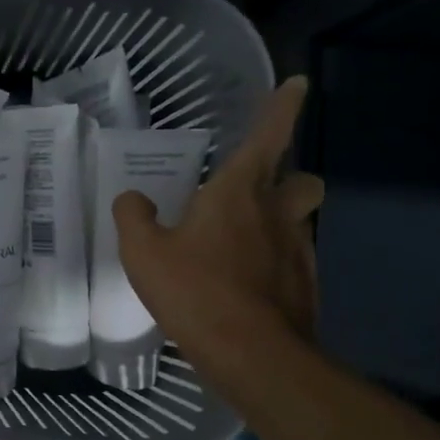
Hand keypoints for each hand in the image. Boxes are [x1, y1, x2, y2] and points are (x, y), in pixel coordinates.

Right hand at [113, 77, 323, 368]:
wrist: (252, 356)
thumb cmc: (194, 290)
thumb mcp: (142, 251)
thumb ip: (134, 216)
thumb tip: (134, 198)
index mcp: (237, 192)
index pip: (268, 136)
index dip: (283, 107)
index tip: (297, 83)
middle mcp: (276, 214)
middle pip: (304, 180)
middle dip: (290, 178)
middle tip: (256, 194)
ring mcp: (298, 251)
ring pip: (300, 222)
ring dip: (279, 224)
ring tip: (240, 246)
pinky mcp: (305, 287)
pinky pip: (293, 261)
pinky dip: (274, 264)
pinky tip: (244, 286)